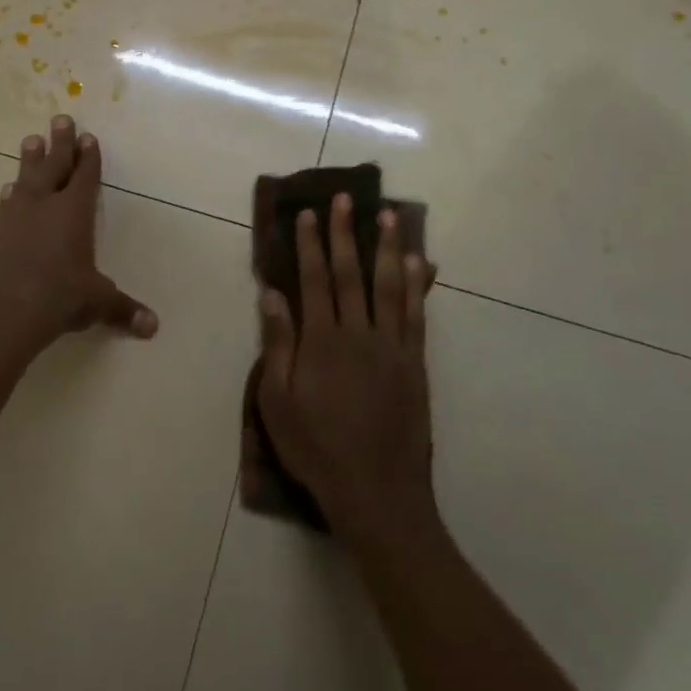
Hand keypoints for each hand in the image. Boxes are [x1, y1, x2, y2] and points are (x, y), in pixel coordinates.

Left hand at [0, 116, 157, 354]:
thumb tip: (152, 326)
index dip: (88, 158)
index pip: (84, 177)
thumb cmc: (57, 297)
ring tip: (30, 140)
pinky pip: (5, 205)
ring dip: (30, 161)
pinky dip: (10, 195)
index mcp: (73, 213)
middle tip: (60, 119)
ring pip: (25, 180)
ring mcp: (13, 218)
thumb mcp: (95, 303)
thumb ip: (122, 309)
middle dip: (60, 144)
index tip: (88, 138)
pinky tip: (7, 192)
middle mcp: (43, 206)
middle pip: (53, 166)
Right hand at [257, 193, 435, 541]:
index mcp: (321, 341)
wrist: (375, 491)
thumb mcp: (277, 402)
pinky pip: (416, 315)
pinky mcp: (414, 363)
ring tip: (387, 215)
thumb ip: (277, 344)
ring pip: (389, 285)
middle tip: (345, 199)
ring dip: (386, 247)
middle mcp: (358, 333)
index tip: (308, 214)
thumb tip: (272, 294)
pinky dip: (417, 285)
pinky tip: (417, 263)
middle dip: (345, 233)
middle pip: (350, 273)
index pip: (313, 280)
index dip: (310, 244)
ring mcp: (391, 346)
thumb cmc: (316, 449)